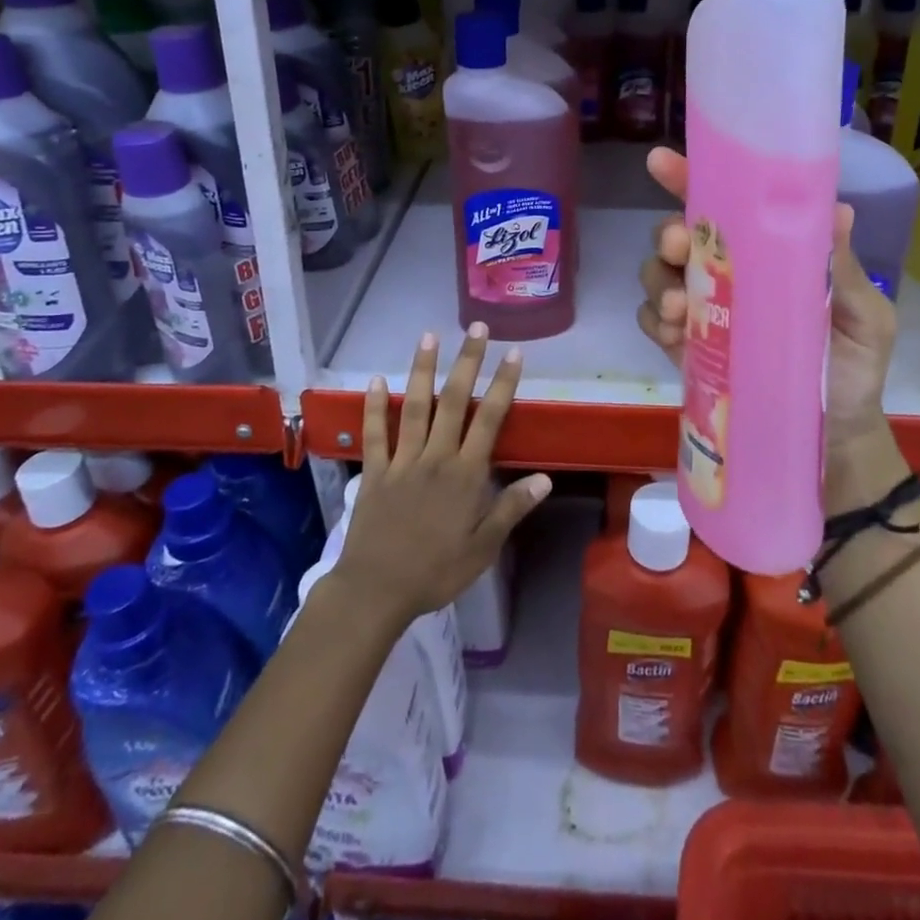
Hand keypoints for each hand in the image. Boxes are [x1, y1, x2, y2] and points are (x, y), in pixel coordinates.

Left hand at [333, 323, 551, 630]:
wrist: (377, 590)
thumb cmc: (436, 572)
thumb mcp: (484, 549)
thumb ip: (511, 509)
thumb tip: (544, 479)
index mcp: (465, 474)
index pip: (489, 419)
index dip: (502, 383)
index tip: (513, 353)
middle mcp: (435, 457)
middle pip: (453, 401)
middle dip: (467, 362)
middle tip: (476, 328)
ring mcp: (402, 461)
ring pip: (415, 407)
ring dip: (423, 370)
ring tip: (429, 336)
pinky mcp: (374, 471)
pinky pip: (374, 433)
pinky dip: (374, 406)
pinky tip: (376, 380)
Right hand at [636, 146, 905, 508]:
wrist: (832, 438)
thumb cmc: (853, 368)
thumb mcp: (864, 318)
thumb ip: (844, 271)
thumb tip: (837, 210)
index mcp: (767, 253)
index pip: (724, 204)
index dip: (689, 179)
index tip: (662, 163)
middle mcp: (727, 271)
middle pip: (679, 236)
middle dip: (670, 234)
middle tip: (679, 246)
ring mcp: (702, 310)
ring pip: (657, 275)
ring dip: (658, 281)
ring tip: (680, 308)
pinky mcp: (685, 347)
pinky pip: (652, 321)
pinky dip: (655, 321)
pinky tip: (674, 335)